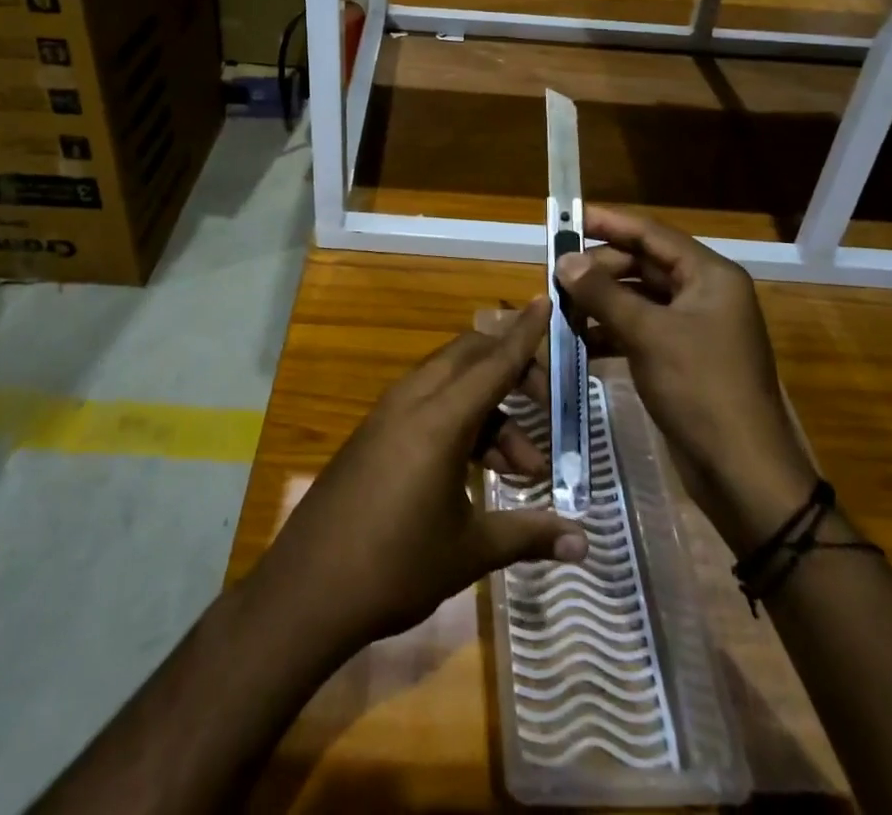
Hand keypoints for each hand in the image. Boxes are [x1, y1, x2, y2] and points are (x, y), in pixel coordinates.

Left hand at [248, 297, 588, 658]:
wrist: (306, 591)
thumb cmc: (394, 567)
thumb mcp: (469, 551)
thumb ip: (528, 535)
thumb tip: (585, 544)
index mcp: (440, 419)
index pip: (494, 362)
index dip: (525, 333)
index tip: (546, 301)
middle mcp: (413, 401)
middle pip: (470, 357)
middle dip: (512, 370)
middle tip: (545, 405)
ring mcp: (389, 413)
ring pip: (450, 384)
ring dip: (489, 411)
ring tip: (522, 471)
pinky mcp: (375, 431)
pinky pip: (427, 404)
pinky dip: (460, 420)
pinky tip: (478, 471)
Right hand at [556, 206, 817, 554]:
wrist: (741, 473)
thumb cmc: (700, 389)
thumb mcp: (648, 335)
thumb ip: (603, 294)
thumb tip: (565, 260)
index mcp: (710, 276)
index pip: (653, 234)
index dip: (610, 223)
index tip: (569, 216)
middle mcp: (705, 293)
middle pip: (644, 264)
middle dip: (600, 268)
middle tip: (556, 272)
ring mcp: (695, 327)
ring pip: (639, 298)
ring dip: (601, 301)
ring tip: (560, 306)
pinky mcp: (683, 358)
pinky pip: (641, 329)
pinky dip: (611, 331)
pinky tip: (579, 341)